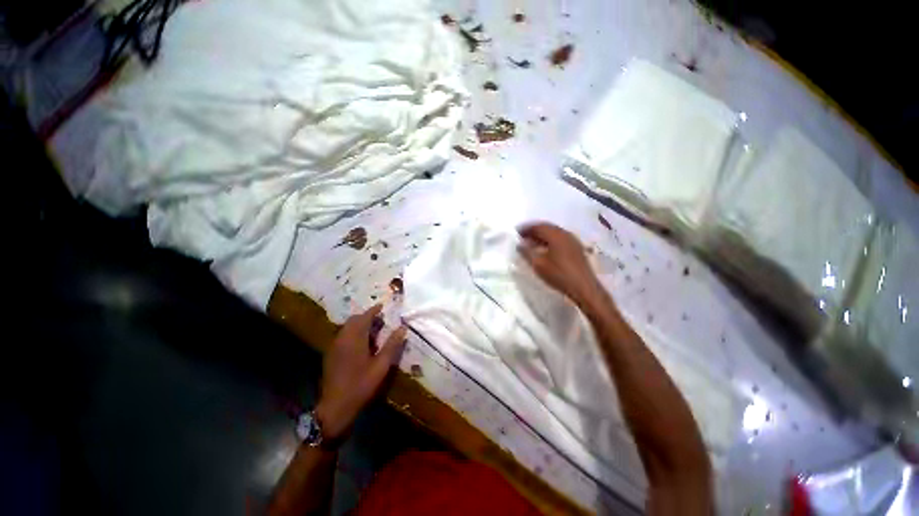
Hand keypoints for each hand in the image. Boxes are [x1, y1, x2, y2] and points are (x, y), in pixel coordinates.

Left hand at [316, 304, 406, 440]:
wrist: (335, 407)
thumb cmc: (361, 385)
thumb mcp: (381, 366)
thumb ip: (392, 345)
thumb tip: (402, 328)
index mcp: (354, 339)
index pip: (364, 317)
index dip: (374, 310)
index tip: (382, 306)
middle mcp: (342, 339)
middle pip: (353, 320)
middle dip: (366, 317)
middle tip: (380, 321)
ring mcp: (334, 346)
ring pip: (347, 328)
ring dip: (359, 325)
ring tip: (373, 332)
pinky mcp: (331, 354)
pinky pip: (343, 336)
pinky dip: (353, 333)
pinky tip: (361, 344)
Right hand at [518, 222, 603, 307]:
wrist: (584, 288)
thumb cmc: (559, 275)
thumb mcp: (538, 264)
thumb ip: (526, 252)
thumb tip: (519, 244)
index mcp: (556, 235)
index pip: (537, 226)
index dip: (525, 228)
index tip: (515, 233)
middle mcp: (565, 233)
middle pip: (546, 227)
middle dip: (533, 231)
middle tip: (522, 237)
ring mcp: (572, 240)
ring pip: (553, 232)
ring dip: (541, 235)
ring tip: (530, 243)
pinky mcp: (576, 248)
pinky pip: (559, 238)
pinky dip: (549, 240)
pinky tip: (544, 249)